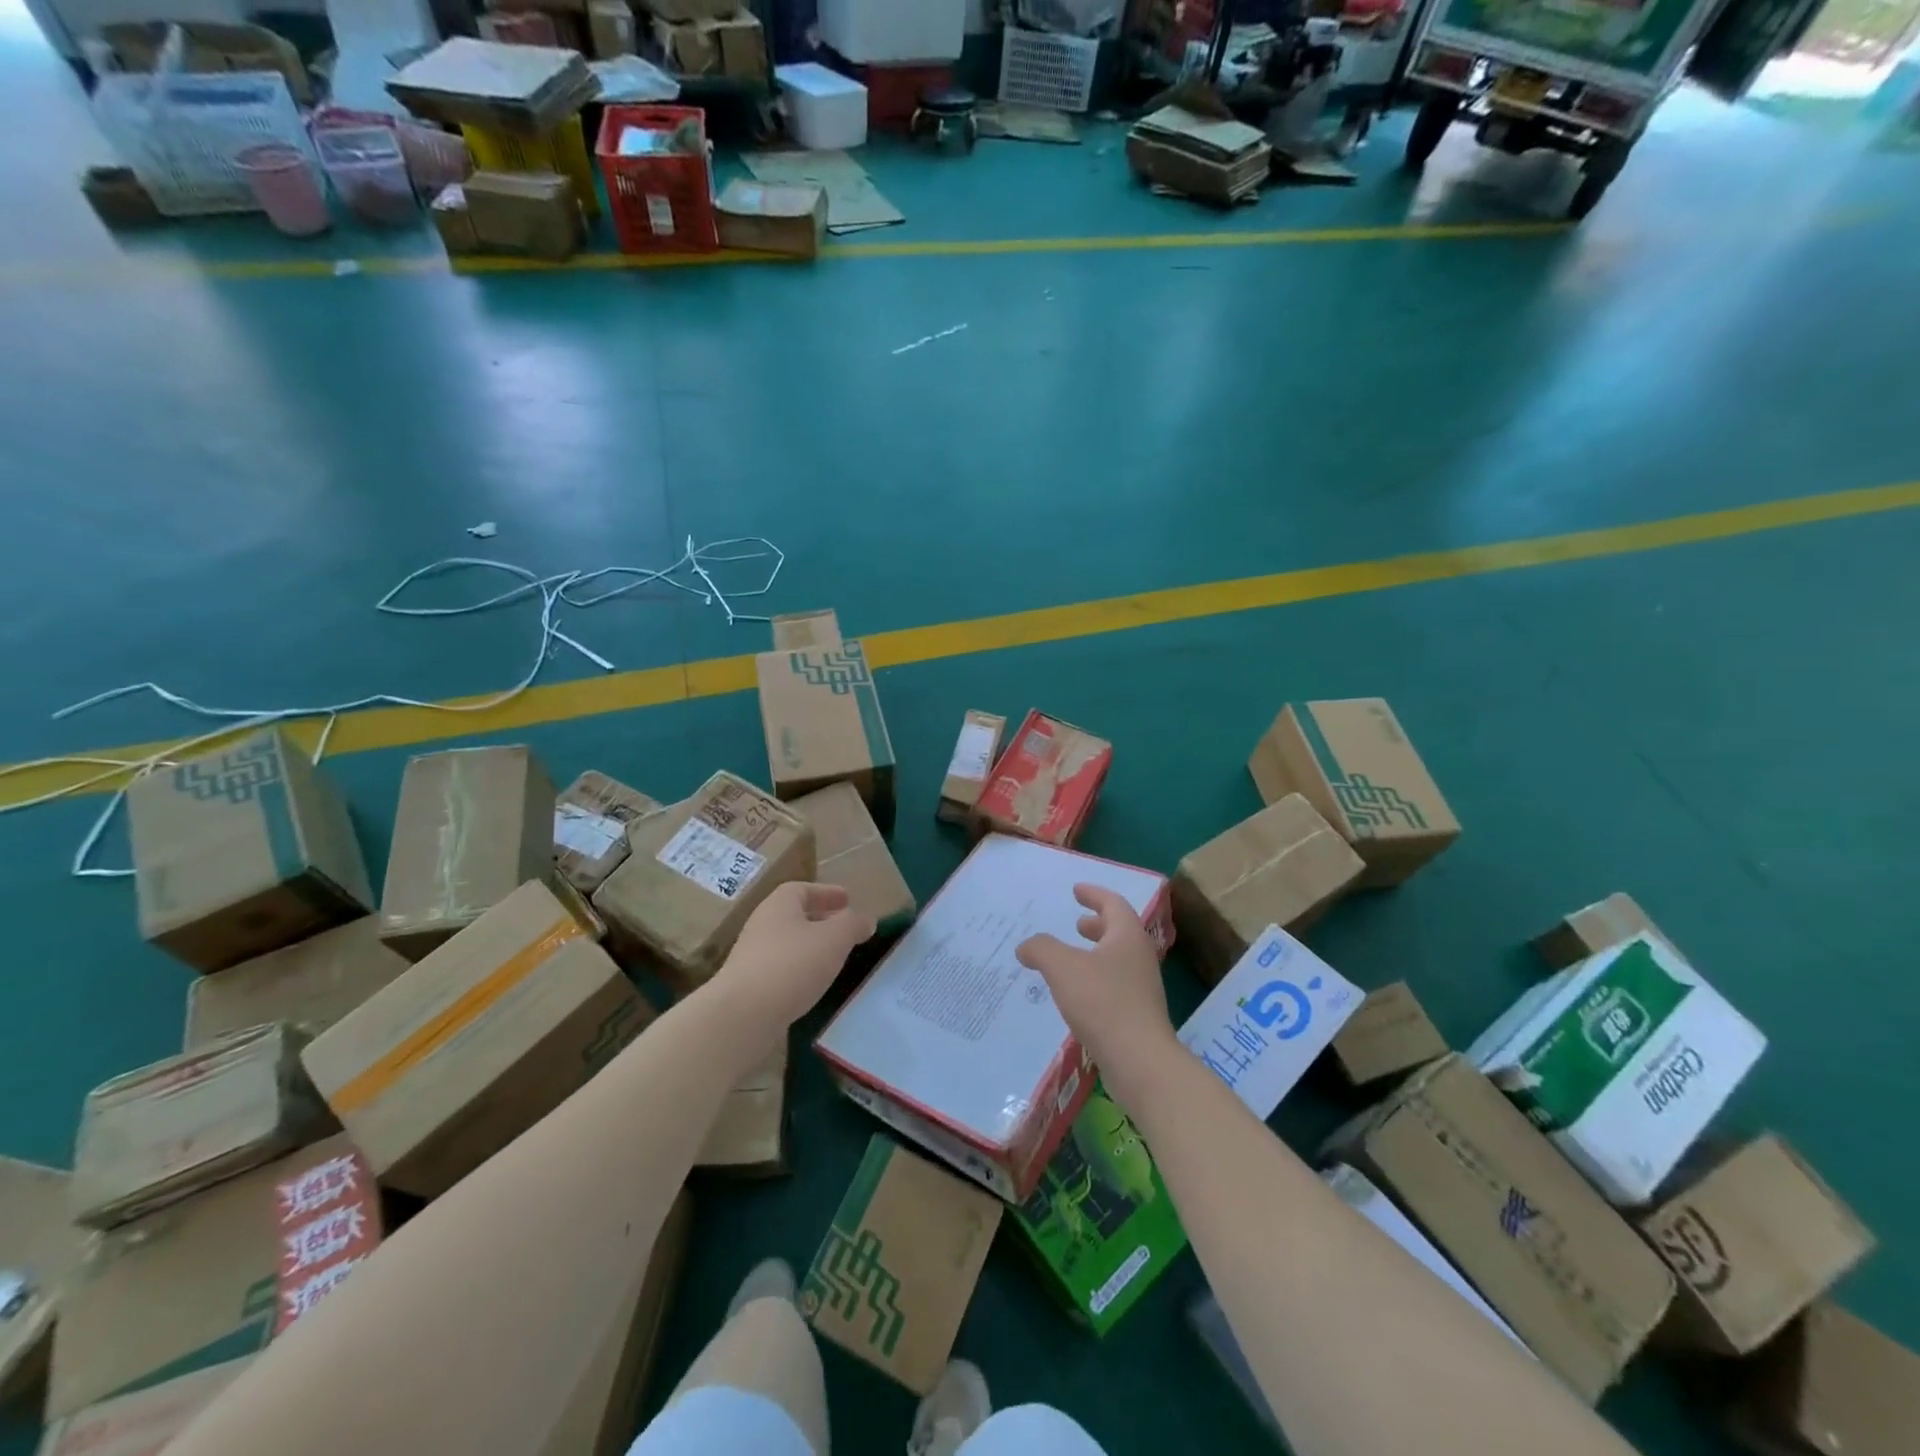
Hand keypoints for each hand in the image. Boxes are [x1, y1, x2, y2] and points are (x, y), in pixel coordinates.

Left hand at [715, 881, 874, 1032]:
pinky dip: (799, 971)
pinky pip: (780, 969)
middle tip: (845, 930)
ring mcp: (751, 956)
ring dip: (810, 947)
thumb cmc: (792, 965)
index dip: (826, 892)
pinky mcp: (748, 986)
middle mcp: (762, 925)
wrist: (742, 1015)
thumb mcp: (834, 939)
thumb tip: (866, 920)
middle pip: (794, 915)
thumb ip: (853, 925)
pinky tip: (813, 985)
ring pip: (788, 944)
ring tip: (834, 959)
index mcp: (779, 905)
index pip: (802, 889)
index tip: (847, 900)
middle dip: (821, 920)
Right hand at [1016, 884, 1179, 1111]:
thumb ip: (1041, 949)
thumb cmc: (1102, 1003)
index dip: (1094, 894)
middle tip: (1078, 923)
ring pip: (1118, 959)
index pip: (1113, 903)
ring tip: (1073, 958)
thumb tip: (1025, 946)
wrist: (1139, 1061)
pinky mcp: (1139, 1014)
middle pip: (1120, 931)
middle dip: (1098, 924)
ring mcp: (1143, 987)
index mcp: (1127, 936)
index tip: (1076, 890)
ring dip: (1096, 952)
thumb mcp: (1062, 968)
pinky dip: (1096, 978)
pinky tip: (1078, 994)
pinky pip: (1116, 984)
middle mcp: (1139, 957)